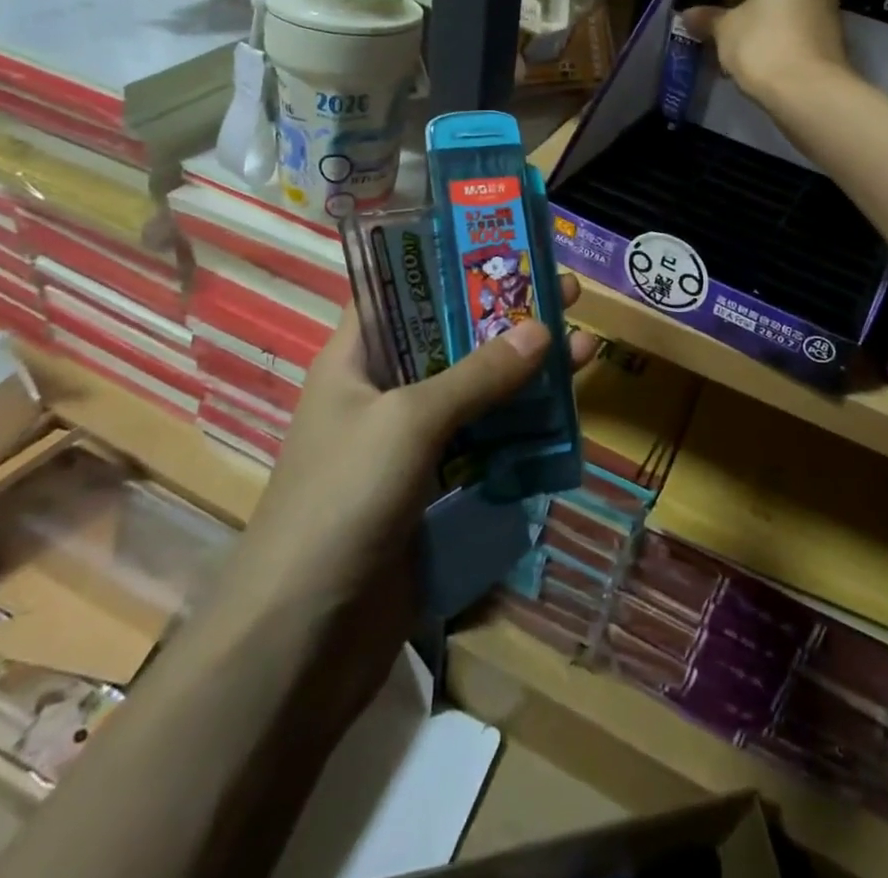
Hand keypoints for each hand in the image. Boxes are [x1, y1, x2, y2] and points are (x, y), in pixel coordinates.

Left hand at [226, 277, 598, 735]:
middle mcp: (382, 391)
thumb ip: (477, 374)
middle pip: (452, 338)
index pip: (402, 290)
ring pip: (476, 391)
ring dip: (526, 371)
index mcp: (355, 359)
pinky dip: (522, 425)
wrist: (302, 641)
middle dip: (507, 315)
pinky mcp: (433, 488)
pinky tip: (565, 413)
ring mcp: (409, 443)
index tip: (506, 246)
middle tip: (567, 291)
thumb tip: (544, 328)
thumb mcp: (409, 422)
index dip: (451, 264)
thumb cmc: (342, 502)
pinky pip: (485, 441)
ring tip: (585, 345)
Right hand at [680, 0, 849, 107]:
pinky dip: (783, 39)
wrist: (808, 88)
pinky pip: (799, 27)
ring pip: (785, 9)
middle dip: (747, 12)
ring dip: (765, 27)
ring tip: (745, 56)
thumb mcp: (724, 30)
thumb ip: (707, 18)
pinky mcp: (837, 30)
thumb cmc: (760, 44)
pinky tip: (767, 63)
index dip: (724, 0)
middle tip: (728, 38)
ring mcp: (830, 0)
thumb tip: (687, 15)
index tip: (715, 24)